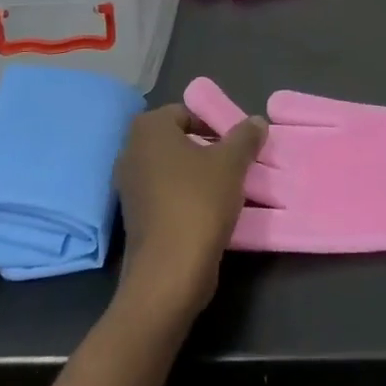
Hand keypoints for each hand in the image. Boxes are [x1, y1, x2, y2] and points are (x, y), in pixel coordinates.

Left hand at [114, 103, 265, 322]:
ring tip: (226, 188)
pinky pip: (164, 194)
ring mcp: (128, 185)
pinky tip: (208, 210)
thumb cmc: (198, 203)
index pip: (186, 113)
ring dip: (196, 174)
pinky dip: (184, 197)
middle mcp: (131, 150)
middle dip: (205, 149)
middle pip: (177, 140)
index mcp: (149, 128)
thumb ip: (245, 137)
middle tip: (234, 163)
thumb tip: (257, 121)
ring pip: (171, 168)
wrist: (169, 272)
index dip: (213, 124)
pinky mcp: (133, 216)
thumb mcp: (231, 163)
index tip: (236, 144)